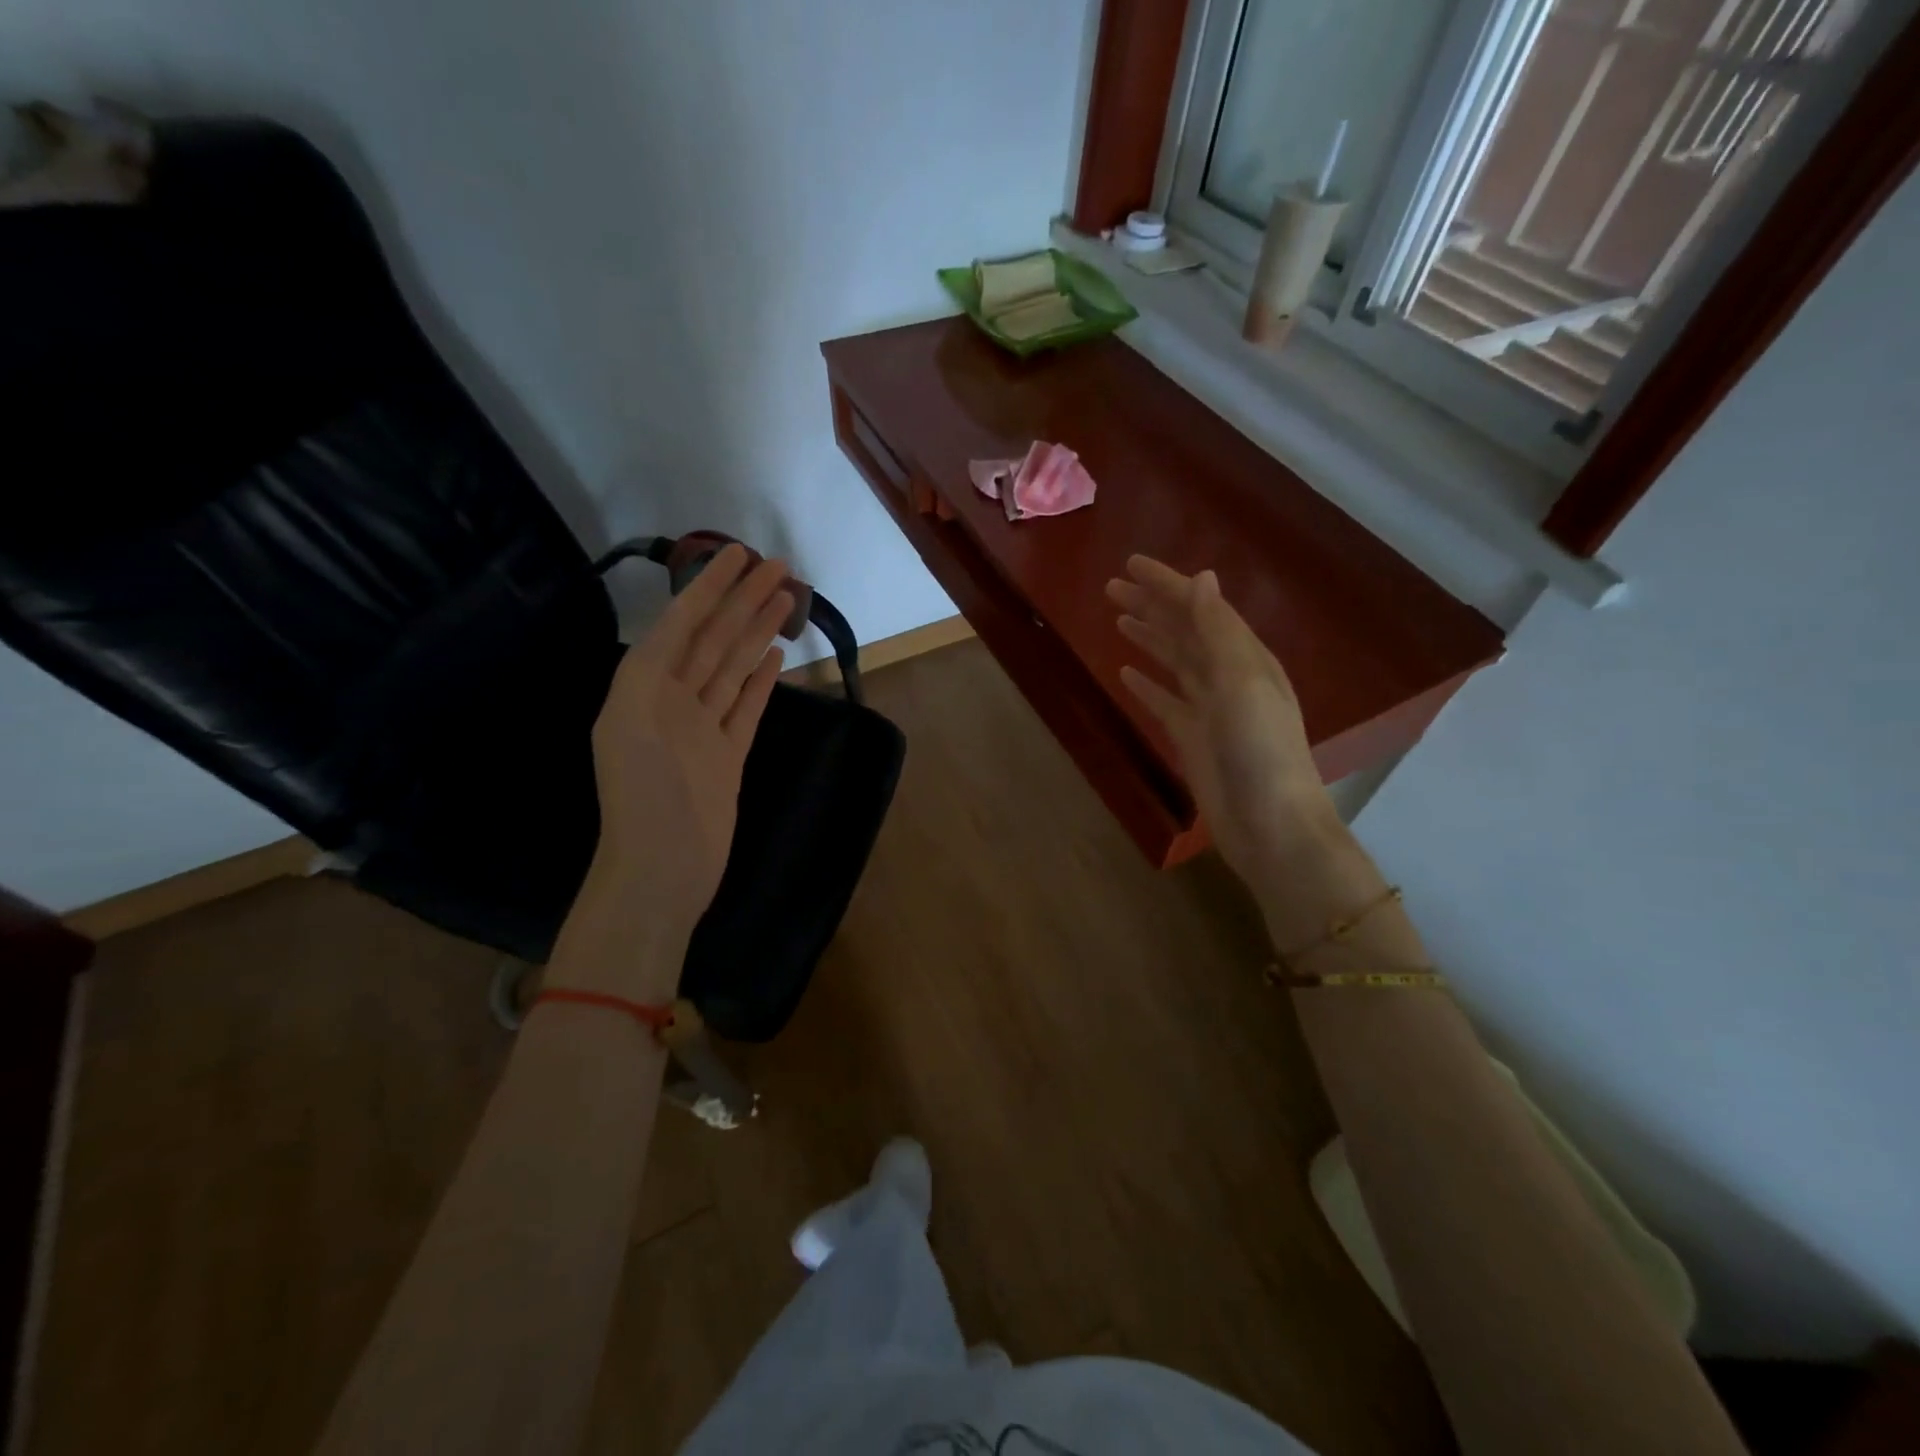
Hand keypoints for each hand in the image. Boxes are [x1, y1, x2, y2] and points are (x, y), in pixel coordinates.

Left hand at [553, 544, 790, 999]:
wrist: (662, 869)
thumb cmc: (645, 798)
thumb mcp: (630, 723)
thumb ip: (651, 671)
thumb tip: (679, 626)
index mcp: (643, 688)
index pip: (682, 624)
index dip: (709, 587)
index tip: (738, 554)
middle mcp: (672, 700)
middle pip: (713, 639)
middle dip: (742, 600)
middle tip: (780, 567)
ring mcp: (702, 728)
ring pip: (733, 667)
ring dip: (756, 632)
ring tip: (785, 599)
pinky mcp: (726, 754)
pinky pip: (746, 706)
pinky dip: (759, 679)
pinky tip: (775, 655)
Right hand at [1107, 555, 1335, 880]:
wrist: (1270, 823)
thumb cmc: (1259, 749)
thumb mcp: (1241, 682)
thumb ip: (1218, 631)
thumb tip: (1202, 579)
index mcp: (1244, 656)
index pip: (1200, 607)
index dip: (1166, 584)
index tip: (1129, 565)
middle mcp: (1227, 676)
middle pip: (1183, 630)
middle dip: (1151, 606)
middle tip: (1110, 588)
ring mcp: (1209, 708)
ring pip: (1173, 662)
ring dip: (1148, 638)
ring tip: (1117, 620)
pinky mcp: (1192, 738)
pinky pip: (1164, 701)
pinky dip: (1147, 684)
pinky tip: (1126, 673)